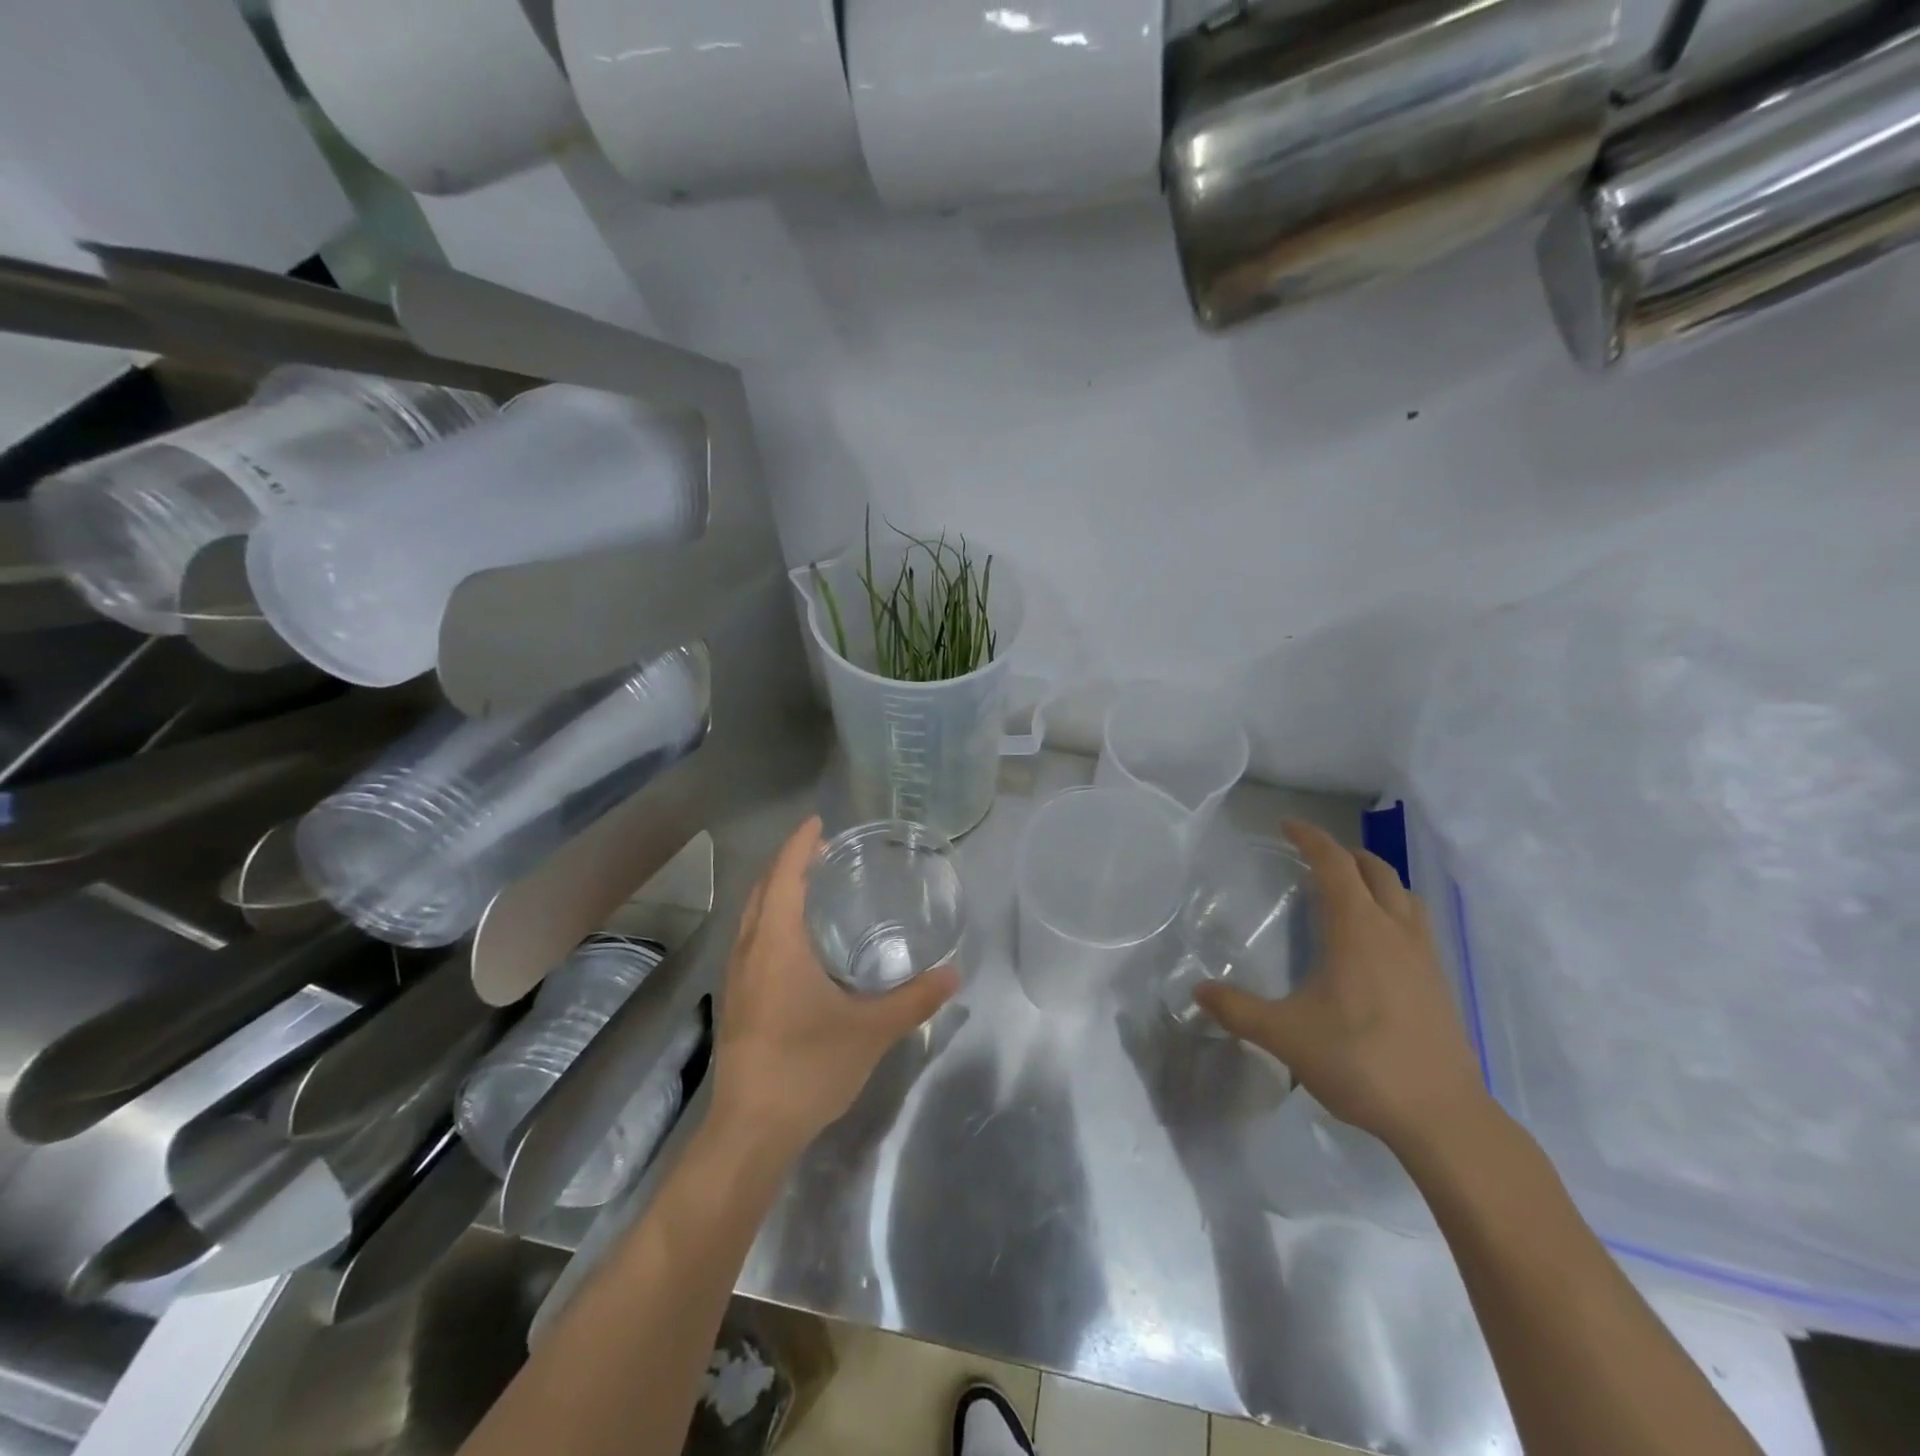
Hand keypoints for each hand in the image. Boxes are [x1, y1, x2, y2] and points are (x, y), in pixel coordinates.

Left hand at [709, 816, 959, 1158]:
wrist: (750, 1131)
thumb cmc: (808, 1067)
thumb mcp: (870, 1031)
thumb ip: (914, 1000)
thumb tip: (953, 973)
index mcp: (777, 945)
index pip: (785, 877)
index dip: (799, 845)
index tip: (818, 823)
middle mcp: (750, 951)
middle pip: (763, 891)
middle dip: (789, 864)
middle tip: (823, 853)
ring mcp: (738, 978)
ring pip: (752, 917)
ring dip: (776, 893)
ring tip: (811, 888)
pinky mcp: (737, 1002)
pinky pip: (751, 941)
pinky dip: (771, 921)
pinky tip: (796, 944)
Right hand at [1193, 819, 1487, 1150]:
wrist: (1443, 1117)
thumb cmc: (1360, 1062)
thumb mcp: (1285, 1036)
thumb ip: (1237, 1010)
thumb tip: (1198, 990)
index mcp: (1357, 930)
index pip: (1334, 864)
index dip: (1310, 839)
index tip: (1287, 826)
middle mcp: (1395, 931)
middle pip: (1375, 870)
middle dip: (1343, 854)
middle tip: (1313, 858)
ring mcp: (1425, 956)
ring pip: (1403, 895)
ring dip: (1375, 879)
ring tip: (1348, 891)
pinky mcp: (1440, 982)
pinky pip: (1417, 924)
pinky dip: (1394, 910)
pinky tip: (1377, 943)